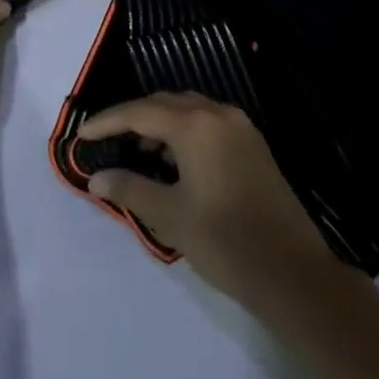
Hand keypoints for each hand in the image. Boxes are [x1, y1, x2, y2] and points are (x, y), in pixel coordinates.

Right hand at [80, 93, 334, 308]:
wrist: (295, 274)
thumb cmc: (226, 243)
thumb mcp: (171, 217)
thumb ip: (130, 189)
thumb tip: (95, 177)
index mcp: (195, 125)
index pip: (139, 113)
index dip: (108, 122)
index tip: (82, 135)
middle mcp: (217, 114)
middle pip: (164, 103)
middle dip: (132, 118)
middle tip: (106, 138)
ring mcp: (239, 127)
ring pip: (187, 110)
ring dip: (159, 123)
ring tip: (137, 150)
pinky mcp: (253, 145)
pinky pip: (207, 123)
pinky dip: (182, 131)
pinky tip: (173, 158)